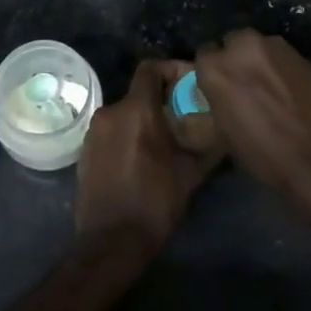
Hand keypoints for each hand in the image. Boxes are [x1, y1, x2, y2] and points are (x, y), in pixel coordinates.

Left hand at [75, 60, 222, 254]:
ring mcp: (93, 132)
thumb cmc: (155, 203)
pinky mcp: (84, 151)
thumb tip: (226, 128)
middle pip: (139, 93)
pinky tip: (142, 159)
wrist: (111, 242)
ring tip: (166, 142)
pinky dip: (128, 136)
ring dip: (145, 120)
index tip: (188, 85)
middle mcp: (110, 112)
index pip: (151, 68)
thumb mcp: (191, 173)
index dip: (171, 69)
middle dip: (162, 101)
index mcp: (136, 110)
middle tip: (184, 118)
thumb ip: (208, 143)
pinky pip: (112, 131)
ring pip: (125, 113)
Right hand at [193, 29, 310, 211]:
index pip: (204, 56)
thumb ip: (219, 103)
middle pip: (233, 43)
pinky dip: (282, 69)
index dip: (212, 73)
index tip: (219, 88)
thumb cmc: (265, 155)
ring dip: (260, 61)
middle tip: (244, 85)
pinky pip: (282, 57)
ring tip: (270, 88)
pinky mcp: (302, 54)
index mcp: (216, 68)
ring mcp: (276, 47)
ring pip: (259, 47)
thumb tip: (222, 98)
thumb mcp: (226, 135)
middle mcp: (243, 47)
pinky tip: (290, 92)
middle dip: (236, 59)